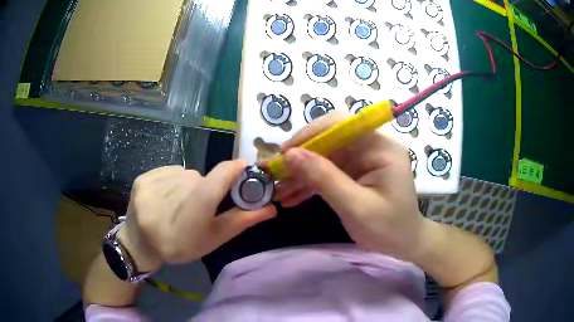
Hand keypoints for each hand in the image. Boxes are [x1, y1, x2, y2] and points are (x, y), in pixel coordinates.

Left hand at [118, 162, 276, 271]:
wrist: (141, 244)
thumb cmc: (180, 246)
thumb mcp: (212, 239)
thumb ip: (240, 221)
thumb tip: (271, 207)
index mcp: (192, 213)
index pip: (219, 177)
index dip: (235, 170)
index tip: (245, 171)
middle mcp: (173, 193)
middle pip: (202, 179)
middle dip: (208, 190)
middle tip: (200, 210)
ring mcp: (154, 184)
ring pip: (186, 175)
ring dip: (189, 187)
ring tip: (178, 206)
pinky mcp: (143, 177)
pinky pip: (170, 172)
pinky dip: (173, 182)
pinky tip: (165, 198)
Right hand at [275, 111, 425, 260]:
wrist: (403, 243)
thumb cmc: (388, 228)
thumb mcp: (356, 207)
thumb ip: (325, 179)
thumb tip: (290, 155)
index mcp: (381, 148)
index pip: (343, 125)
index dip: (311, 134)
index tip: (285, 153)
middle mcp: (372, 146)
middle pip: (330, 139)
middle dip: (301, 155)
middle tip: (275, 171)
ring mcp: (363, 159)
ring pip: (325, 156)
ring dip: (301, 172)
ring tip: (278, 188)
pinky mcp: (355, 172)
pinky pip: (328, 170)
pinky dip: (310, 182)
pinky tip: (292, 196)